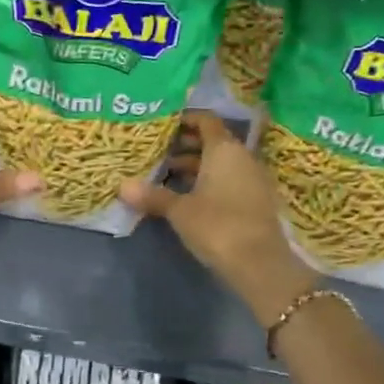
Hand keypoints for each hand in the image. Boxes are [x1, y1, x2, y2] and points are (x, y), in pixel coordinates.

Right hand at [121, 112, 316, 326]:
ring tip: (167, 174)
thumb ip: (153, 195)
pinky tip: (188, 196)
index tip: (164, 124)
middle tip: (159, 150)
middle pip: (213, 141)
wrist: (260, 264)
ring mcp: (253, 179)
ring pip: (221, 163)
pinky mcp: (257, 200)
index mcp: (224, 150)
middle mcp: (242, 157)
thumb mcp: (179, 211)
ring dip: (197, 166)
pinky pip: (230, 179)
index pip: (206, 120)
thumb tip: (123, 186)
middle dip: (187, 144)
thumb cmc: (217, 225)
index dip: (186, 119)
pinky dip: (210, 181)